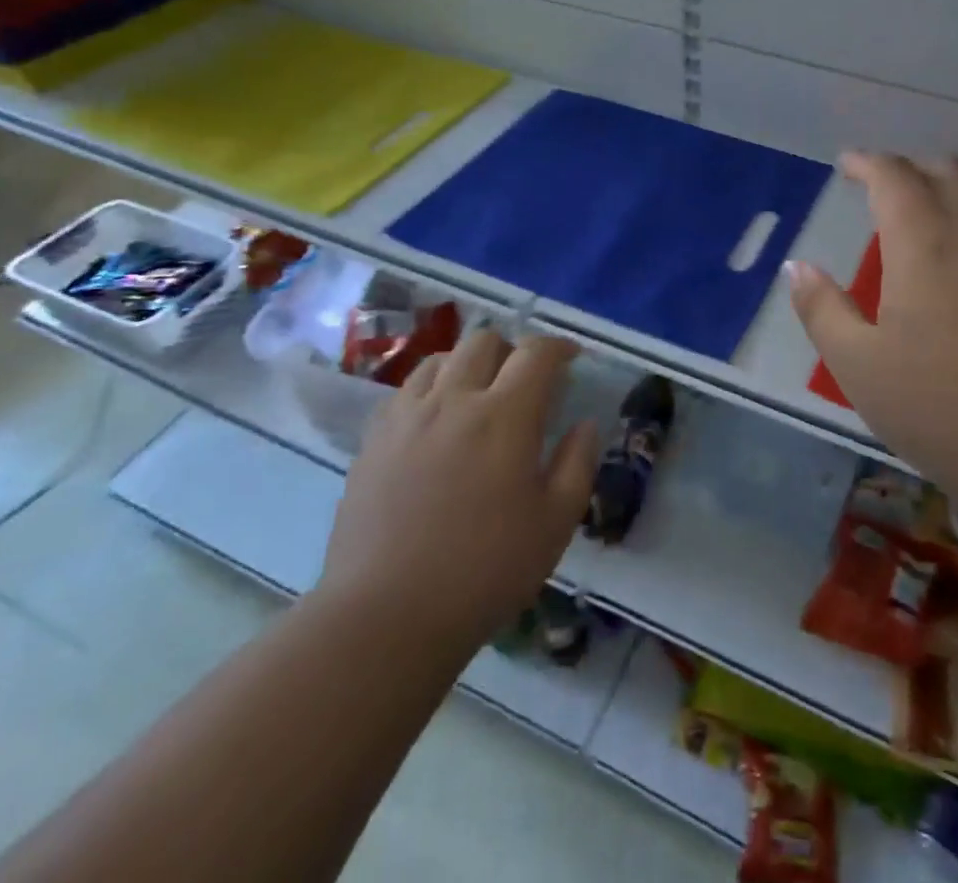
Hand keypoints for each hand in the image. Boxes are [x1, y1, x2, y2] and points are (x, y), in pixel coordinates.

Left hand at [313, 328, 598, 651]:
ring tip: (477, 395)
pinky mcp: (373, 441)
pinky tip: (436, 422)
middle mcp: (454, 400)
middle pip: (484, 341)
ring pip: (440, 359)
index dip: (559, 347)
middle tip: (524, 381)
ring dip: (468, 364)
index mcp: (505, 415)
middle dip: (512, 350)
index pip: (536, 353)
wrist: (385, 617)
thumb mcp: (555, 523)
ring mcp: (407, 417)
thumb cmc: (485, 571)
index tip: (571, 359)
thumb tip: (584, 424)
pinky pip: (406, 391)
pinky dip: (431, 389)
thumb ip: (577, 463)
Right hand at [787, 152, 957, 531]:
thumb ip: (822, 308)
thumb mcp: (858, 364)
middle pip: (944, 169)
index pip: (894, 176)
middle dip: (907, 167)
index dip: (867, 163)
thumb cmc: (936, 406)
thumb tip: (797, 267)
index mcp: (922, 242)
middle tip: (879, 186)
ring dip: (946, 181)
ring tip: (921, 203)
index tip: (847, 166)